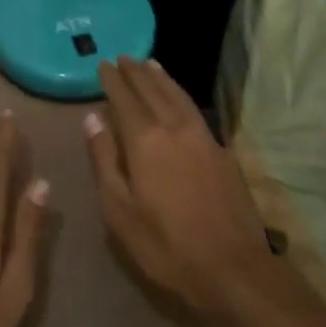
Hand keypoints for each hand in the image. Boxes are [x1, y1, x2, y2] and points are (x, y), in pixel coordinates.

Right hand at [85, 57, 285, 318]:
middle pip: (152, 90)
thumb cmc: (165, 244)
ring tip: (149, 64)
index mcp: (145, 140)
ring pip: (178, 96)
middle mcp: (174, 128)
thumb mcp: (119, 209)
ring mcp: (203, 138)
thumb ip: (104, 159)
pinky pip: (195, 110)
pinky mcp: (222, 152)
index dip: (112, 80)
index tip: (102, 63)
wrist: (233, 269)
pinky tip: (179, 98)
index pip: (124, 99)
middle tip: (123, 57)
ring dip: (161, 78)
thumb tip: (92, 118)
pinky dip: (181, 95)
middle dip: (135, 72)